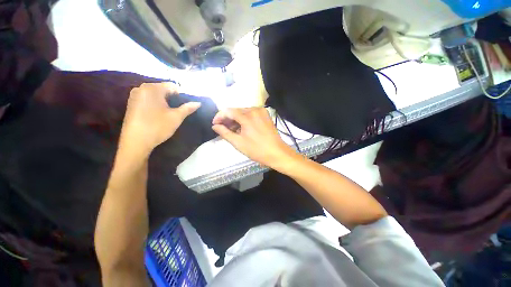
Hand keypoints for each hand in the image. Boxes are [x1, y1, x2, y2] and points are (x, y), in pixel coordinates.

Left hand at [120, 83, 200, 155]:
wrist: (135, 142)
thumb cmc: (158, 127)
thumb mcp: (176, 117)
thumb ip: (188, 108)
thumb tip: (198, 103)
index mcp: (152, 88)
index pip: (172, 86)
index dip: (182, 95)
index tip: (186, 105)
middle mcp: (141, 88)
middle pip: (163, 89)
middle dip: (173, 98)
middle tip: (179, 110)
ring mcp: (134, 96)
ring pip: (155, 95)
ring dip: (164, 101)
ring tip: (169, 113)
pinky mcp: (131, 104)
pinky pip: (148, 99)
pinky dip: (156, 104)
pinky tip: (158, 114)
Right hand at [212, 108, 298, 169]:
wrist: (277, 153)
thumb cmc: (257, 150)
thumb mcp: (238, 143)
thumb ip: (225, 133)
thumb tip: (215, 126)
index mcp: (247, 116)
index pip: (228, 111)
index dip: (219, 116)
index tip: (215, 125)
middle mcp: (254, 109)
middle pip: (236, 110)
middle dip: (228, 119)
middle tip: (223, 129)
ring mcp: (261, 111)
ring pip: (244, 112)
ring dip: (236, 119)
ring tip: (233, 130)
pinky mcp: (266, 115)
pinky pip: (251, 114)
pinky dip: (245, 119)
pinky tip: (243, 128)